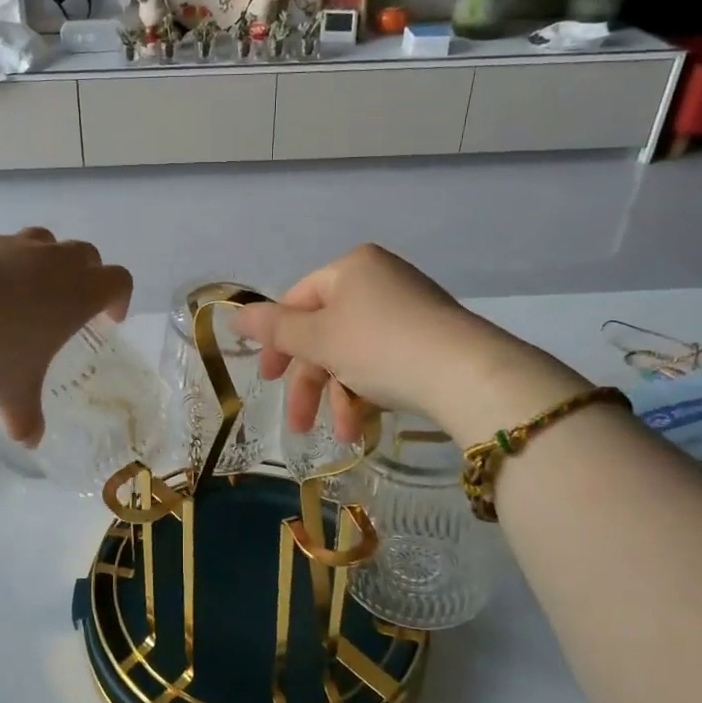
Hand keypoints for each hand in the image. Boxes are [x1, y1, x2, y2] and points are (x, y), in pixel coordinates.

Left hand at [0, 229, 131, 444]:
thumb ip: (26, 418)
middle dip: (88, 276)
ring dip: (50, 262)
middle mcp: (51, 263)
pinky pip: (5, 246)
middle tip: (71, 307)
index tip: (107, 321)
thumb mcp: (11, 396)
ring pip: (47, 242)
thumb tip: (29, 440)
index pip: (118, 281)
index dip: (119, 299)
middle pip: (87, 254)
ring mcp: (13, 246)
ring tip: (29, 293)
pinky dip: (6, 263)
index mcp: (75, 295)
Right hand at [231, 245, 585, 443]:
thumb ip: (273, 329)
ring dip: (340, 396)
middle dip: (311, 383)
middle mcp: (380, 280)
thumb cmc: (380, 346)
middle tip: (297, 422)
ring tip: (343, 434)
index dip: (278, 342)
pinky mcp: (431, 339)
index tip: (269, 380)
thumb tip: (233, 315)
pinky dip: (369, 392)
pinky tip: (365, 425)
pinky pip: (384, 361)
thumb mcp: (318, 339)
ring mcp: (409, 309)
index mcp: (352, 268)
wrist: (467, 375)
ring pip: (354, 353)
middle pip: (326, 333)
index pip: (298, 301)